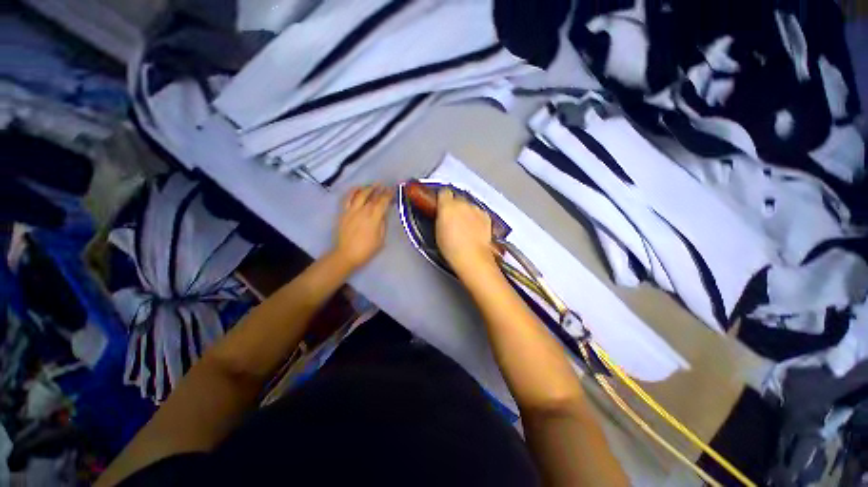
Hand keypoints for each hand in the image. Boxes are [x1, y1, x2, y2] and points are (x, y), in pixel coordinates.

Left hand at [333, 185, 392, 268]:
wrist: (346, 254)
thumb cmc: (367, 249)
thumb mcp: (381, 238)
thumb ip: (382, 223)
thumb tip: (383, 213)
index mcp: (374, 217)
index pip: (383, 202)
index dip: (389, 194)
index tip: (393, 190)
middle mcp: (363, 210)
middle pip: (372, 196)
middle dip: (380, 189)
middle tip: (385, 185)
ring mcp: (352, 210)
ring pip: (360, 194)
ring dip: (368, 187)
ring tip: (373, 184)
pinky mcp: (343, 212)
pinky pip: (347, 198)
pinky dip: (353, 191)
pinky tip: (357, 188)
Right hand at [436, 189, 496, 274]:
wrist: (472, 256)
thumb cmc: (452, 248)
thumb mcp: (438, 231)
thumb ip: (440, 217)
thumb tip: (441, 214)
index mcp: (447, 206)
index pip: (444, 192)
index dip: (442, 199)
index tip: (441, 205)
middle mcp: (462, 204)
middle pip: (457, 198)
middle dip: (454, 206)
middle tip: (452, 219)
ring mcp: (475, 209)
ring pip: (469, 205)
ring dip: (466, 212)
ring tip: (464, 227)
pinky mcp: (486, 216)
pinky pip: (479, 212)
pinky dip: (476, 218)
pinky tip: (474, 230)